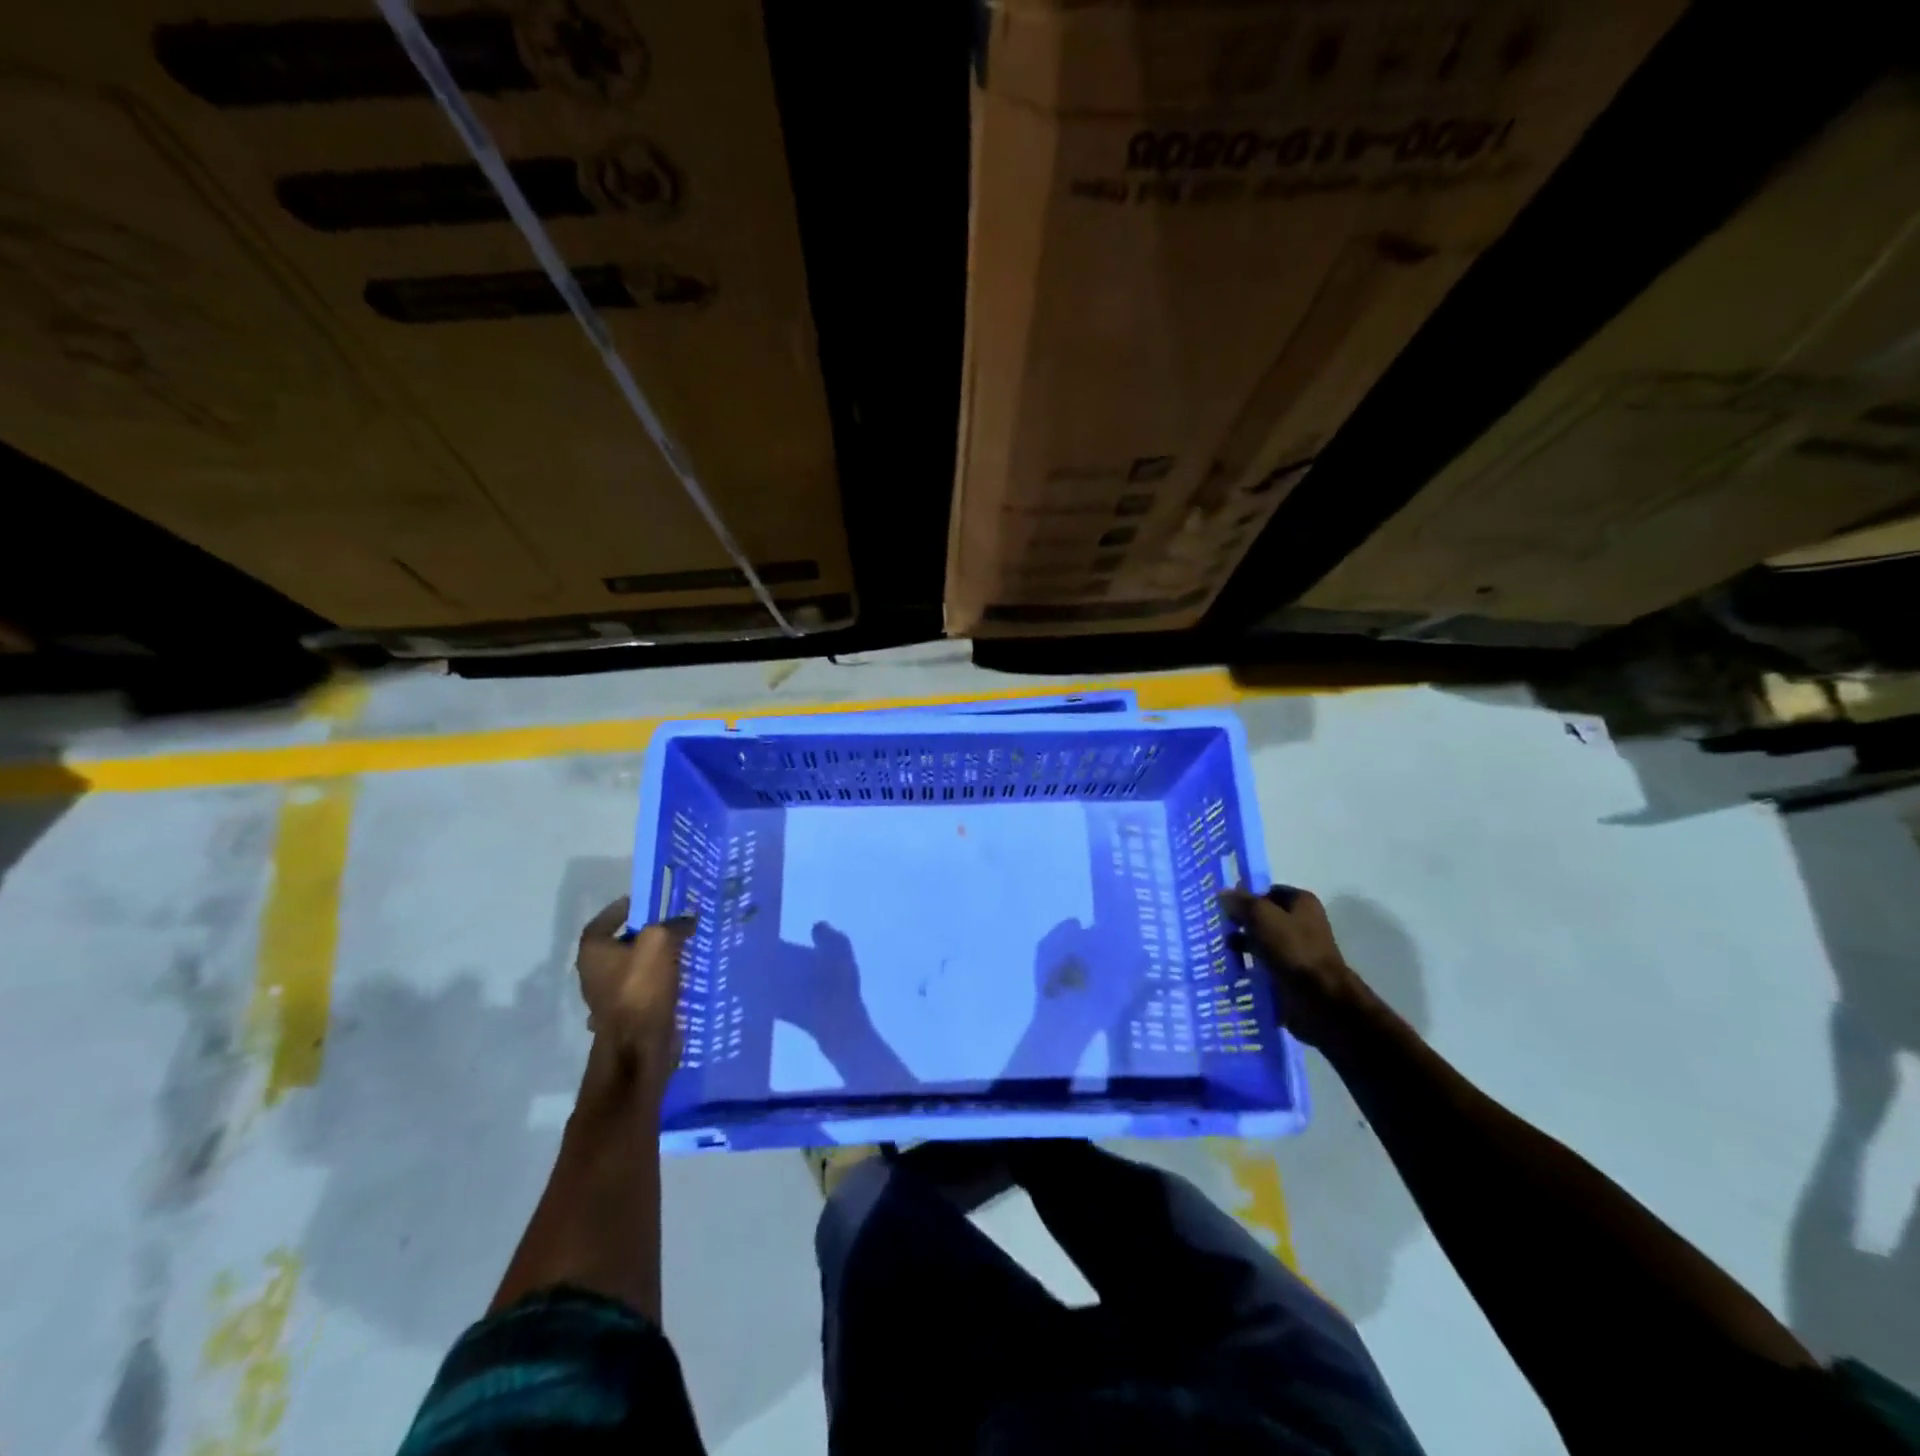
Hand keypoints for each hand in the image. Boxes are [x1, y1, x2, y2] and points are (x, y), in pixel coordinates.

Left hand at [575, 897, 694, 1085]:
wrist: (638, 1046)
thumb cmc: (640, 988)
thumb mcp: (660, 942)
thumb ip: (673, 925)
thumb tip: (687, 920)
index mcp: (593, 952)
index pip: (604, 921)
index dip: (622, 910)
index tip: (642, 903)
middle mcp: (594, 973)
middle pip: (620, 946)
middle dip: (644, 935)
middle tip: (671, 925)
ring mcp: (608, 998)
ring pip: (634, 970)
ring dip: (654, 961)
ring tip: (682, 950)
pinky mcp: (626, 1017)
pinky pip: (644, 991)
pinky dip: (660, 983)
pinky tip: (680, 980)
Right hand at [1218, 885, 1376, 1048]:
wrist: (1319, 998)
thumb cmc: (1292, 949)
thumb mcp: (1262, 916)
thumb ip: (1241, 902)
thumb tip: (1222, 893)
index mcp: (1301, 902)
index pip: (1266, 891)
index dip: (1245, 896)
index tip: (1222, 905)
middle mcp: (1301, 922)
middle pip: (1263, 916)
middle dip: (1241, 921)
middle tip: (1216, 927)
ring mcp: (1296, 949)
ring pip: (1261, 940)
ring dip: (1242, 944)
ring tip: (1220, 949)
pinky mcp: (1290, 973)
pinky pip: (1263, 963)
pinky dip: (1249, 964)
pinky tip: (1231, 967)